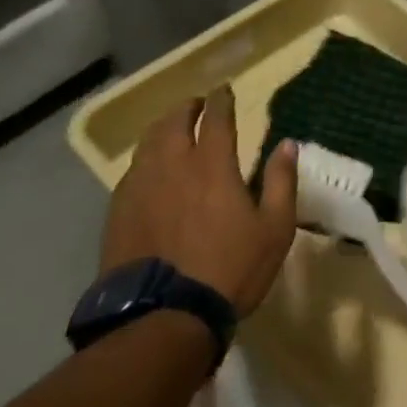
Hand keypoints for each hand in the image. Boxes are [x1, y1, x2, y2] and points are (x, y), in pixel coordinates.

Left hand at [100, 88, 298, 316]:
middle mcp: (173, 166)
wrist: (164, 317)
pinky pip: (132, 171)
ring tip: (171, 128)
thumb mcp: (275, 228)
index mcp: (213, 166)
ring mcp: (140, 188)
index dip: (221, 100)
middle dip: (187, 108)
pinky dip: (145, 158)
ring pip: (148, 143)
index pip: (216, 119)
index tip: (224, 90)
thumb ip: (282, 182)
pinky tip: (149, 168)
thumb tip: (288, 145)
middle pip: (174, 123)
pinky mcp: (119, 212)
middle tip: (196, 105)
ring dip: (162, 128)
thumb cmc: (230, 270)